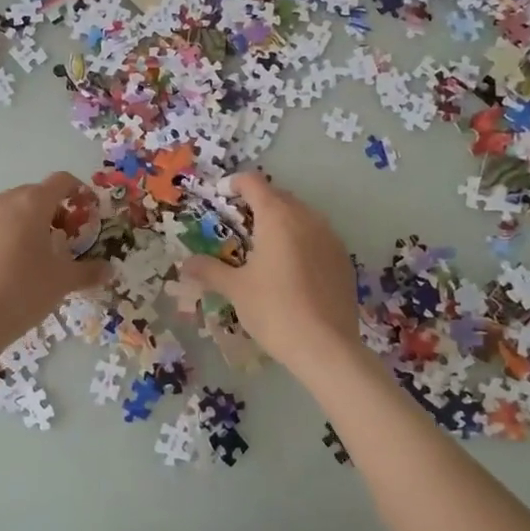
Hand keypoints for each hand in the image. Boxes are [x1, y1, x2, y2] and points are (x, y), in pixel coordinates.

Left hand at [0, 172, 110, 352]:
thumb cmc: (25, 290)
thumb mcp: (63, 280)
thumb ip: (89, 271)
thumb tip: (109, 270)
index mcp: (33, 202)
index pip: (61, 181)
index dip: (79, 192)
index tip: (87, 212)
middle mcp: (4, 200)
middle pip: (36, 194)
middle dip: (54, 211)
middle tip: (65, 239)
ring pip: (12, 209)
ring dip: (28, 222)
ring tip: (37, 252)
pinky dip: (6, 233)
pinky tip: (10, 262)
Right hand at [181, 174, 361, 379]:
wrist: (326, 347)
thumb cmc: (274, 310)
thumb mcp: (236, 289)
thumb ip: (209, 270)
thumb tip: (185, 263)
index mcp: (277, 217)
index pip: (254, 183)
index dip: (235, 184)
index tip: (222, 195)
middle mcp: (306, 218)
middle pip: (279, 196)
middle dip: (258, 203)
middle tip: (239, 224)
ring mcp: (330, 237)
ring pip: (302, 215)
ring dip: (282, 220)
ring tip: (265, 245)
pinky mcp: (344, 259)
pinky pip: (318, 236)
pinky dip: (302, 240)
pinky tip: (292, 267)